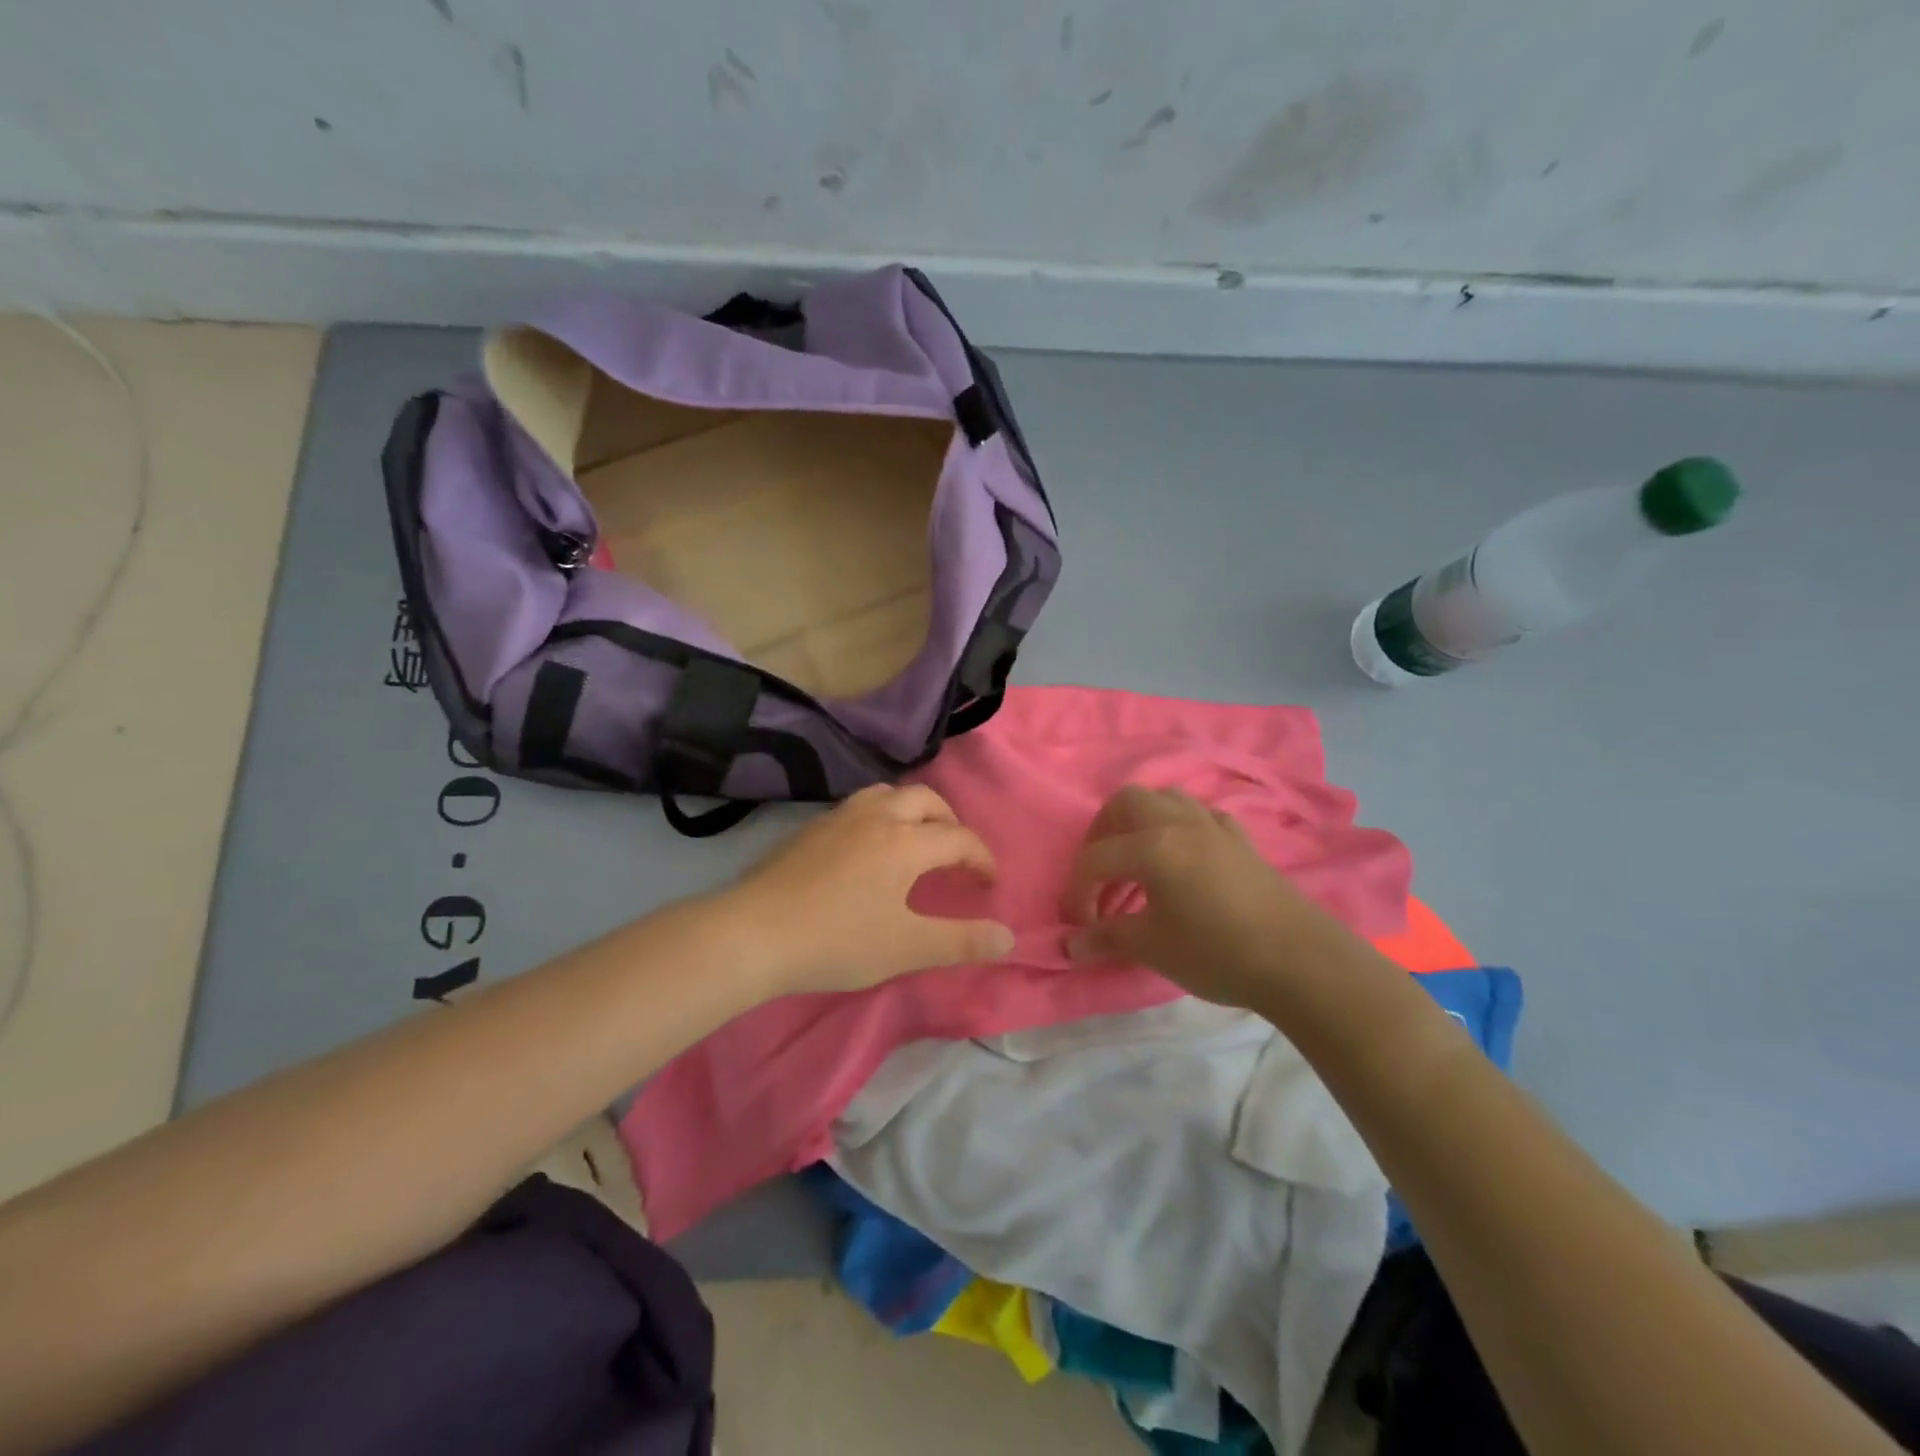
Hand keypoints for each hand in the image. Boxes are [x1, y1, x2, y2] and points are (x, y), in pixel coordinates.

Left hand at [729, 784, 1014, 995]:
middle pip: (927, 800)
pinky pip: (859, 806)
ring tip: (915, 841)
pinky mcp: (810, 828)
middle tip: (956, 854)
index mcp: (906, 842)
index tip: (988, 884)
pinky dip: (880, 816)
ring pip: (888, 794)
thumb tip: (1009, 937)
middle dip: (951, 822)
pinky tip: (867, 848)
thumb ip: (961, 942)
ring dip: (913, 811)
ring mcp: (839, 818)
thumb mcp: (907, 948)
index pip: (959, 838)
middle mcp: (877, 817)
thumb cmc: (838, 941)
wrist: (753, 933)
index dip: (981, 858)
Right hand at [1062, 785, 1346, 1007]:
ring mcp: (1213, 826)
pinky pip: (1200, 817)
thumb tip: (1070, 946)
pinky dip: (1180, 829)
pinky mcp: (1240, 839)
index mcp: (1152, 845)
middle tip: (1100, 873)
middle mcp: (1179, 822)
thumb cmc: (1217, 952)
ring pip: (1165, 799)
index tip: (1079, 925)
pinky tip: (1183, 859)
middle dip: (1102, 833)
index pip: (1095, 858)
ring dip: (1141, 823)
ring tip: (1136, 861)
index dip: (1077, 891)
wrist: (1299, 960)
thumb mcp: (1153, 948)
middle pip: (1126, 802)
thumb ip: (1108, 938)